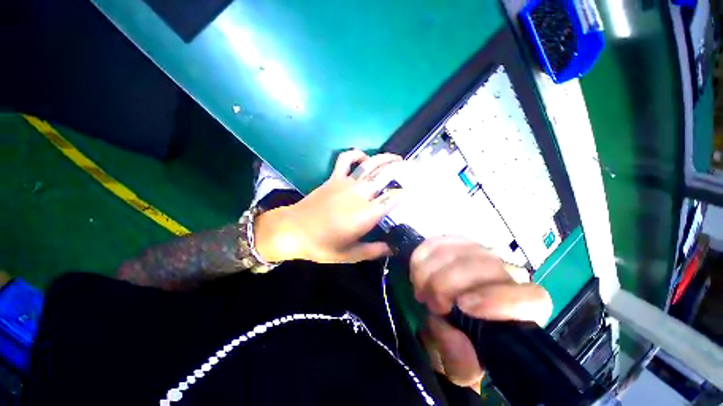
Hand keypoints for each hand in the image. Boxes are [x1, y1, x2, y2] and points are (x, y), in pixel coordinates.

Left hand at [255, 150, 405, 262]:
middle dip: (400, 170)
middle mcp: (360, 195)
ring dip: (384, 158)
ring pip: (369, 165)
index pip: (392, 199)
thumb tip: (394, 248)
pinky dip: (355, 154)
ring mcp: (346, 183)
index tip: (412, 191)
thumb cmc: (322, 245)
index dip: (404, 194)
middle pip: (384, 176)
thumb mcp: (350, 255)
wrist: (293, 231)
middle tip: (411, 167)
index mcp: (366, 215)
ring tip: (396, 157)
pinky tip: (364, 156)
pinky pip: (345, 159)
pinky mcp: (333, 178)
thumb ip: (374, 251)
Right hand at [410, 237, 551, 391]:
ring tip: (420, 287)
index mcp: (522, 312)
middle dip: (448, 282)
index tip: (462, 306)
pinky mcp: (460, 241)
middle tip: (428, 300)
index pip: (532, 298)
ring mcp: (483, 253)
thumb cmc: (461, 340)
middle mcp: (509, 275)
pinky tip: (418, 269)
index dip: (499, 299)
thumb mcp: (459, 364)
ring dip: (431, 268)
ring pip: (460, 249)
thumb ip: (461, 362)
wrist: (448, 310)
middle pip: (487, 265)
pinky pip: (441, 240)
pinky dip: (424, 253)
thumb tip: (457, 339)